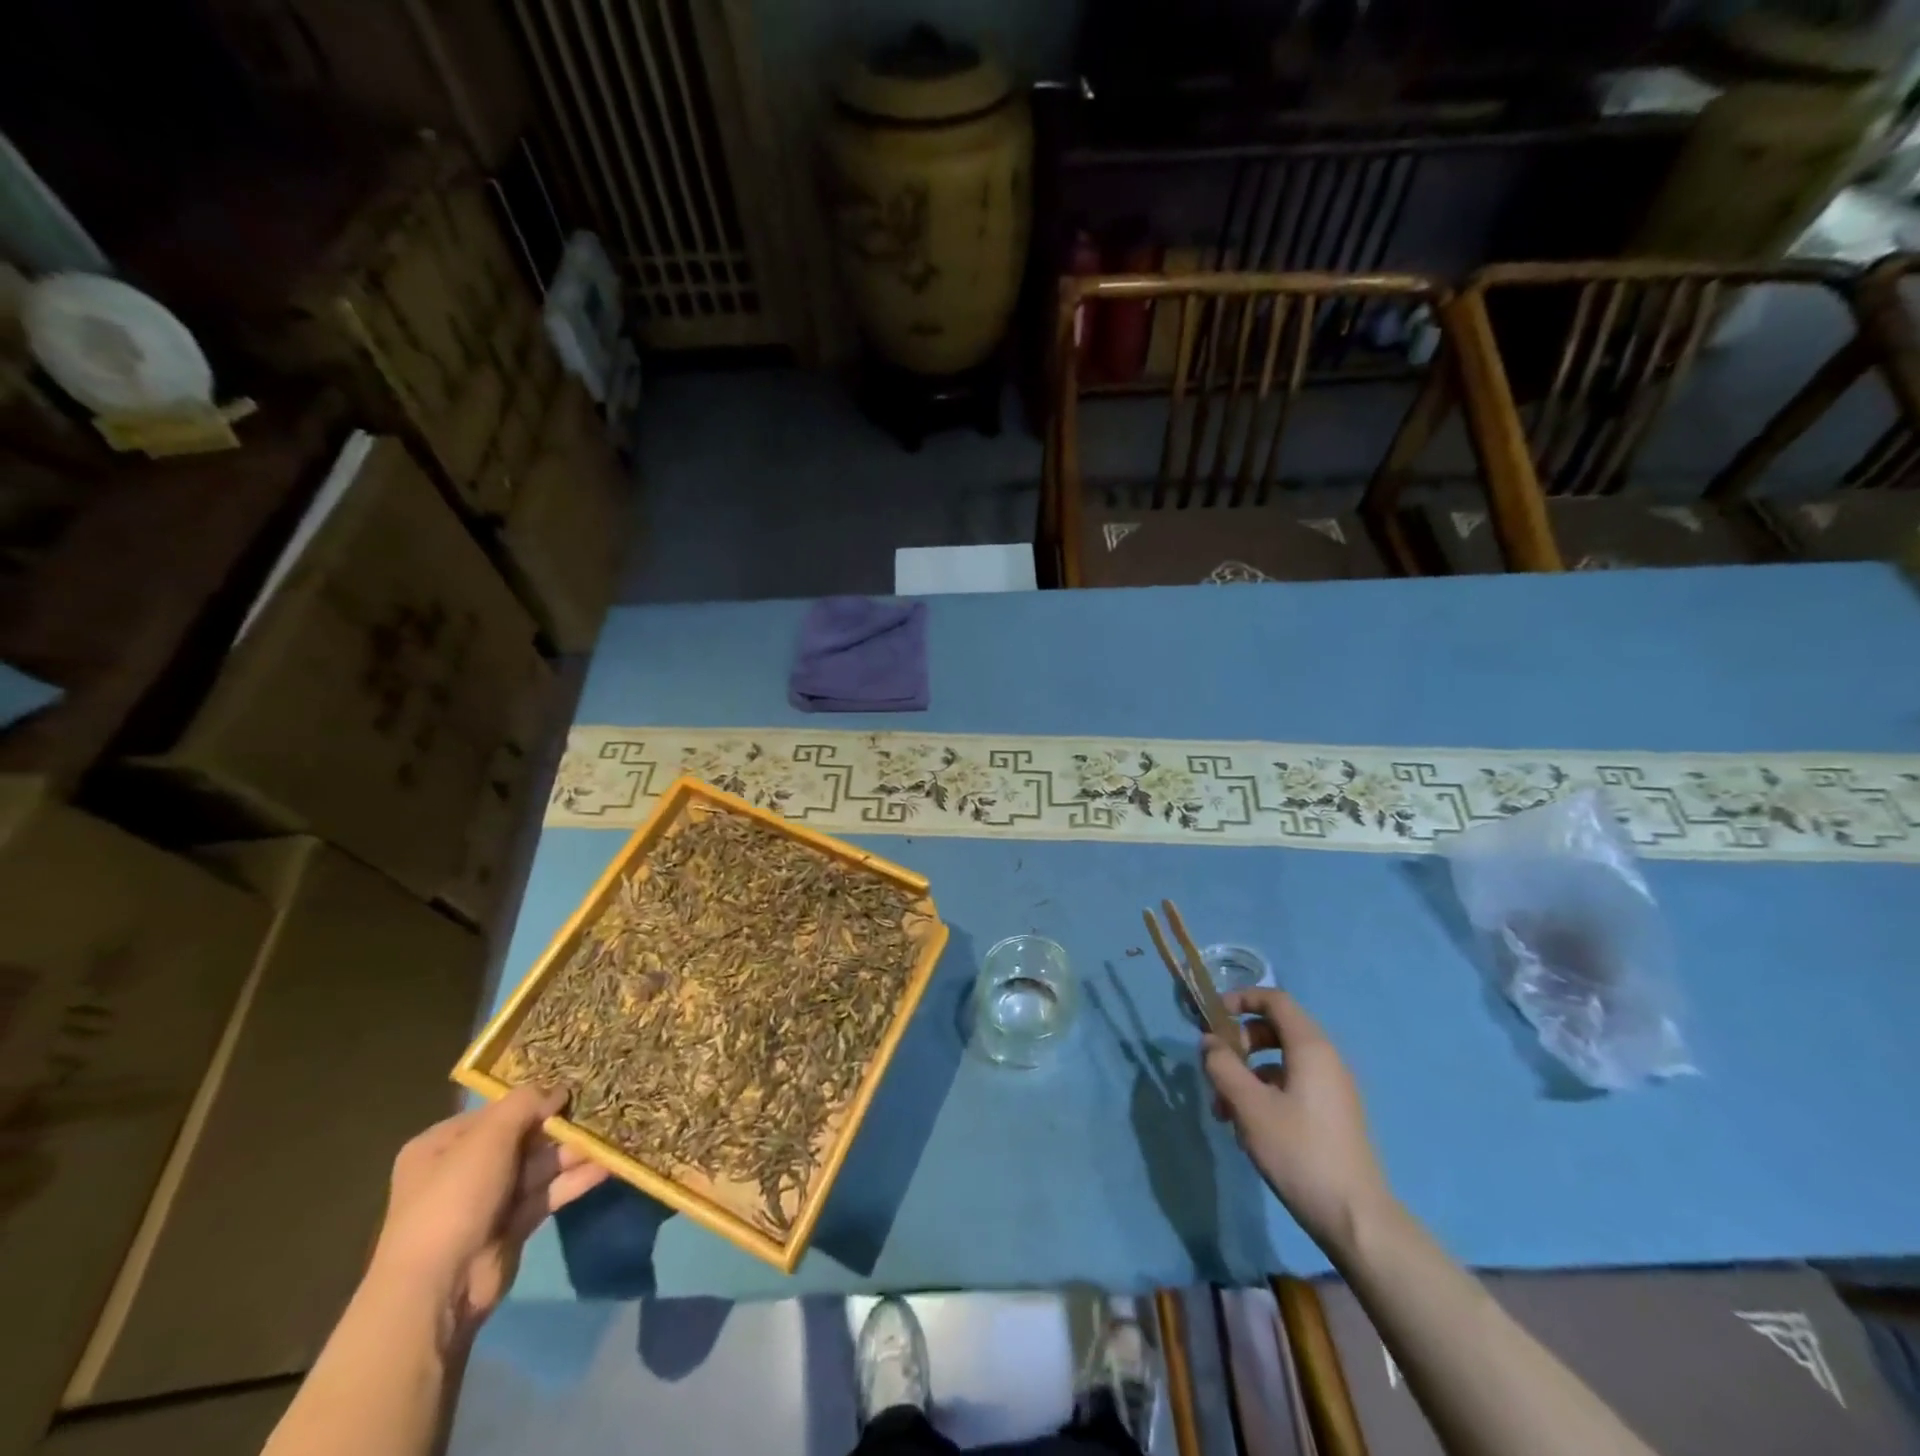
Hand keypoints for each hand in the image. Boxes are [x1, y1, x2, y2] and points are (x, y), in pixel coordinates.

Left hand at [368, 1086, 608, 1338]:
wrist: (440, 1287)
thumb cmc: (456, 1197)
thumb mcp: (489, 1136)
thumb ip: (526, 1104)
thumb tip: (558, 1091)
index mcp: (443, 1145)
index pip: (495, 1112)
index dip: (532, 1099)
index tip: (573, 1087)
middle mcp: (464, 1169)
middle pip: (523, 1137)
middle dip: (560, 1126)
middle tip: (601, 1107)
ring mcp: (490, 1199)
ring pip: (540, 1165)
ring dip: (574, 1151)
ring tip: (612, 1133)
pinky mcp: (513, 1225)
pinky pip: (548, 1193)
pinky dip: (575, 1180)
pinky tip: (608, 1165)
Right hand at [1201, 988, 1392, 1254]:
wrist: (1355, 1218)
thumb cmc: (1299, 1151)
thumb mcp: (1249, 1105)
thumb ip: (1223, 1066)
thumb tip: (1208, 1042)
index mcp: (1311, 1047)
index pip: (1275, 1000)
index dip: (1241, 999)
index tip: (1211, 1016)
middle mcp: (1326, 1059)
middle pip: (1275, 1030)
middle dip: (1239, 1042)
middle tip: (1216, 1066)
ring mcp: (1332, 1088)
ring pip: (1280, 1062)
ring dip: (1247, 1074)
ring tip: (1223, 1108)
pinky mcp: (1332, 1115)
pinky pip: (1292, 1085)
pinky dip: (1265, 1093)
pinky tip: (1246, 1128)